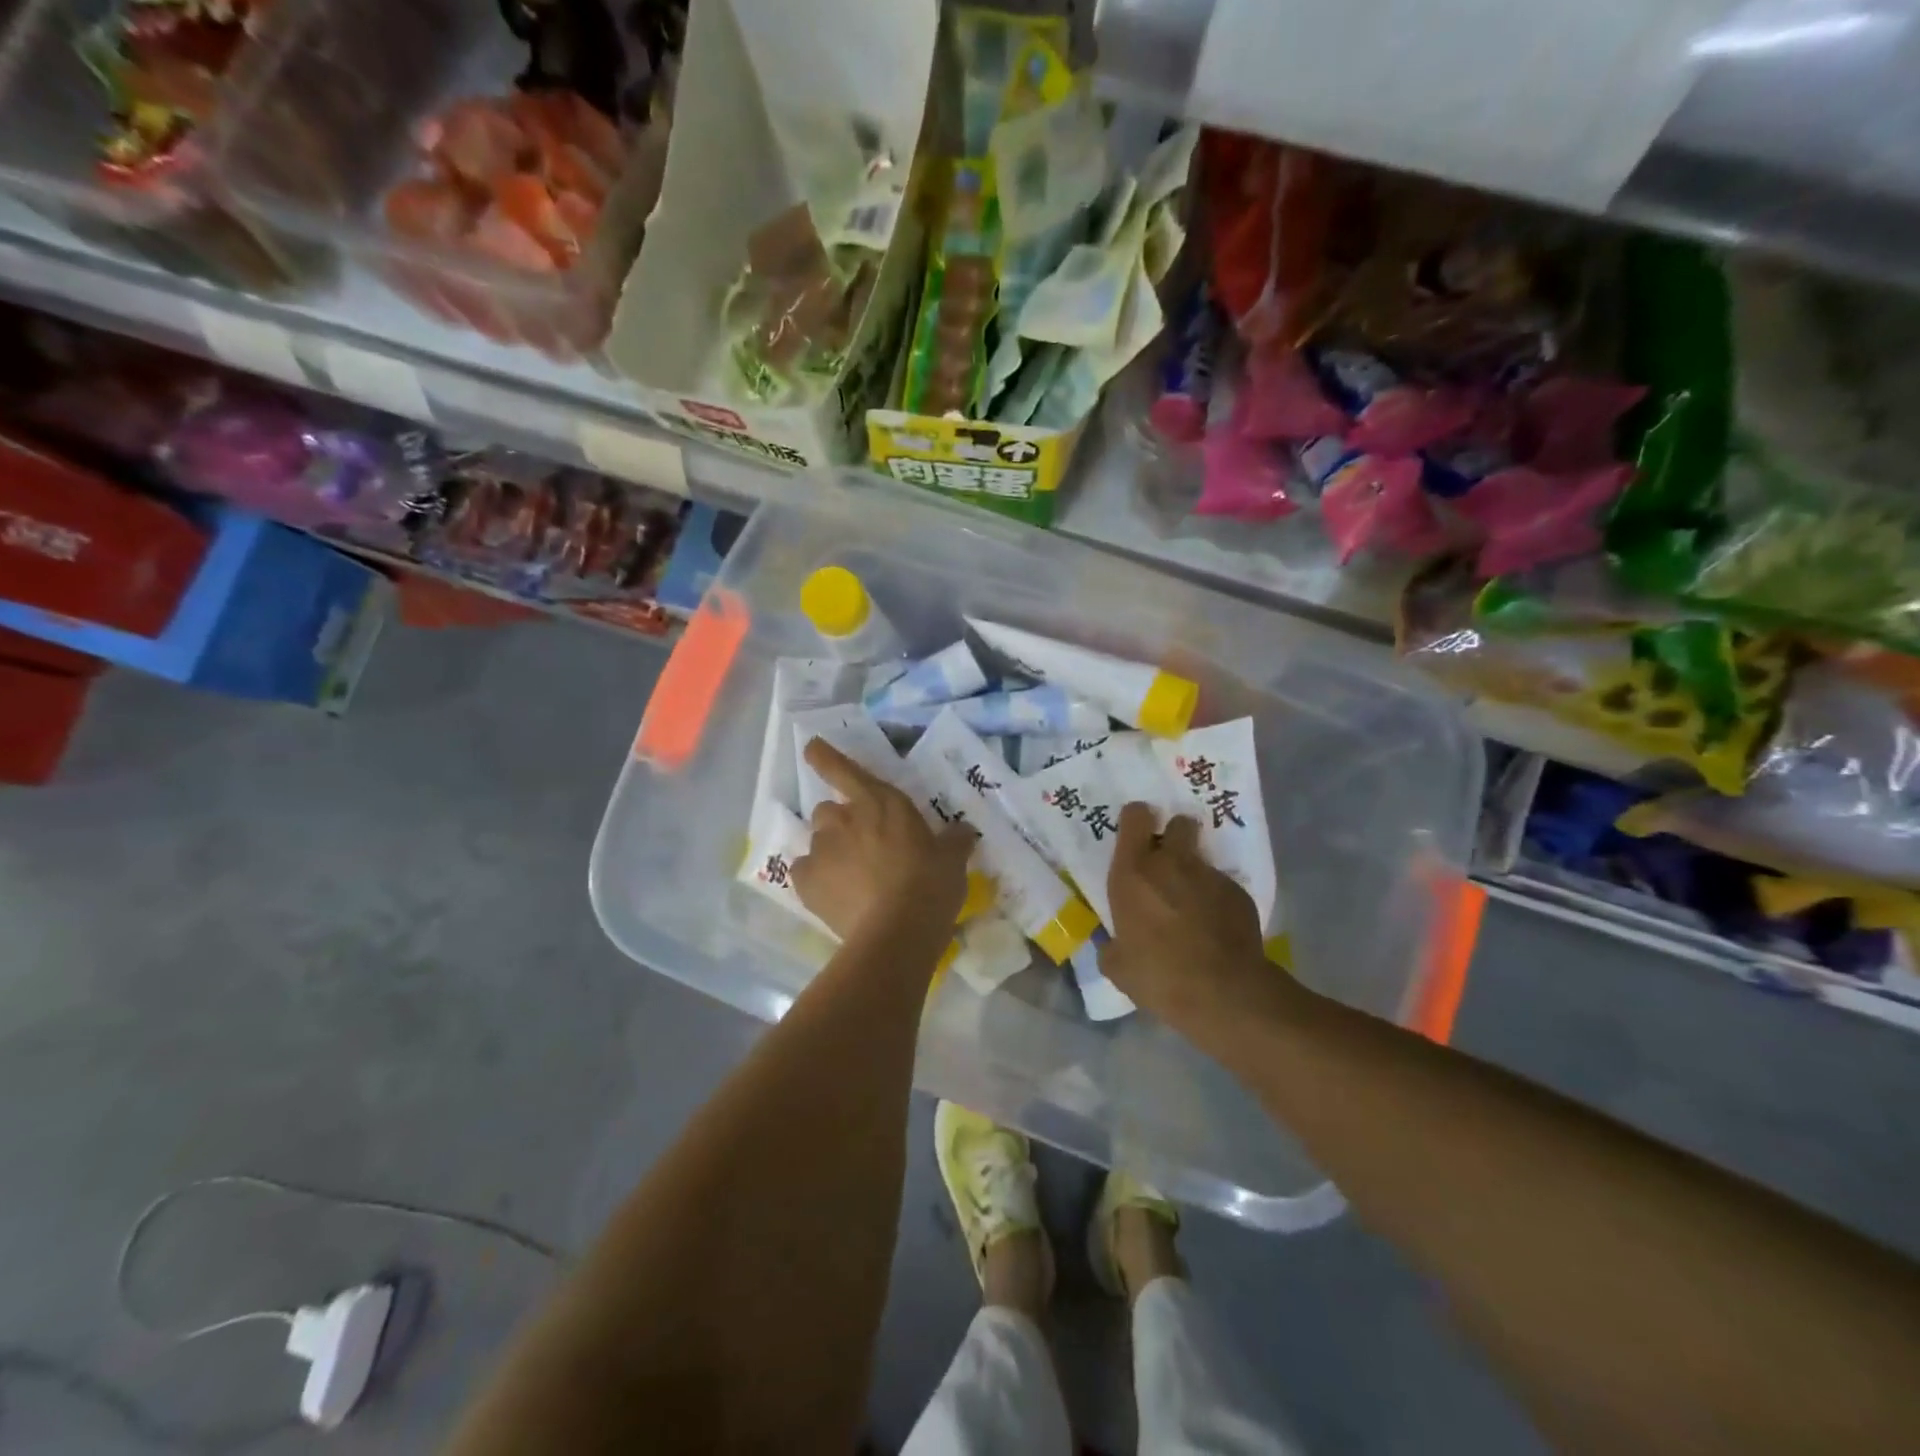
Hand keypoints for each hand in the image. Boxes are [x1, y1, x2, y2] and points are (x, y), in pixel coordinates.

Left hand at [792, 739, 977, 939]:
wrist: (898, 931)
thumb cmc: (930, 884)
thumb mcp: (953, 859)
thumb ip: (954, 840)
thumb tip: (963, 831)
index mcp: (880, 802)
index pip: (843, 769)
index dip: (824, 757)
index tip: (810, 747)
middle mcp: (844, 818)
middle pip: (828, 810)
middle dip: (841, 823)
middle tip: (862, 847)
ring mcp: (821, 849)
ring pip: (818, 841)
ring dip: (831, 852)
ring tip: (852, 880)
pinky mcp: (805, 881)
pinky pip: (804, 872)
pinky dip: (816, 880)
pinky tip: (834, 896)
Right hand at [1101, 803, 1286, 1037]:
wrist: (1222, 993)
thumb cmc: (1158, 974)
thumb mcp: (1118, 966)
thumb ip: (1112, 946)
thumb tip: (1113, 946)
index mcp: (1133, 872)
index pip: (1136, 816)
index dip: (1137, 820)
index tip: (1137, 836)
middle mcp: (1172, 862)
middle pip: (1178, 823)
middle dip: (1174, 836)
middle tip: (1167, 864)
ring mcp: (1210, 875)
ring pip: (1200, 859)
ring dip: (1193, 875)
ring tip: (1191, 909)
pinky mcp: (1239, 894)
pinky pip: (1222, 888)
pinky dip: (1216, 902)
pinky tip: (1215, 931)